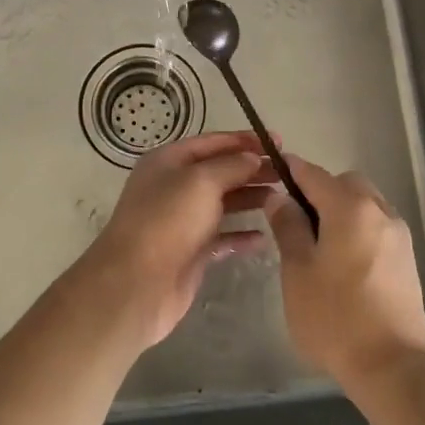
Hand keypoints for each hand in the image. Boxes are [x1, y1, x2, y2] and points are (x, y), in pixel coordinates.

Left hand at [76, 131, 274, 348]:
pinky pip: (223, 238)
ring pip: (223, 204)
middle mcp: (175, 187)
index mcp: (170, 161)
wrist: (137, 283)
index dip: (244, 140)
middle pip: (220, 172)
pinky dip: (242, 235)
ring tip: (284, 198)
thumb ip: (231, 166)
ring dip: (251, 199)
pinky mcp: (191, 252)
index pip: (212, 142)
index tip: (278, 142)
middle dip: (252, 169)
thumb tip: (253, 158)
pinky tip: (266, 236)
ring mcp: (183, 221)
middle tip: (288, 173)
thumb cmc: (167, 221)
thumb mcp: (200, 181)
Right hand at [266, 157, 424, 390]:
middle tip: (295, 220)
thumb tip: (279, 197)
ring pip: (364, 205)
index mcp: (350, 207)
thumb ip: (288, 227)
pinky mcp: (408, 260)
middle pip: (345, 183)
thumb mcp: (297, 270)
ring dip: (341, 211)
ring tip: (318, 246)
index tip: (272, 173)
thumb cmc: (335, 316)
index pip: (313, 173)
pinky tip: (342, 264)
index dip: (290, 170)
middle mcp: (379, 211)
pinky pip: (376, 228)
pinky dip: (358, 231)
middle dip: (320, 191)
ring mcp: (399, 236)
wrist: (393, 368)